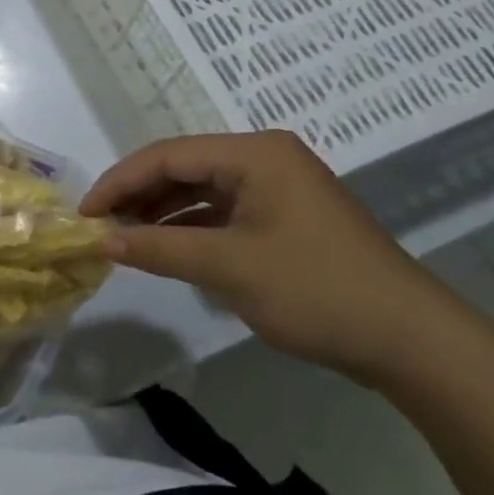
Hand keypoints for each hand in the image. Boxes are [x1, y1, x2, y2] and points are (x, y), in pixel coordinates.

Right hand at [80, 131, 471, 382]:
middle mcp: (264, 159)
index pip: (167, 155)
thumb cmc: (316, 290)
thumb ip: (159, 247)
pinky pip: (223, 212)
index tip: (84, 213)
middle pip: (183, 168)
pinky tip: (166, 248)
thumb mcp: (228, 267)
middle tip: (99, 227)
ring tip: (123, 238)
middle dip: (138, 196)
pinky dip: (190, 228)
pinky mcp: (284, 218)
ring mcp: (278, 188)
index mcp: (254, 154)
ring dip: (161, 213)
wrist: (409, 341)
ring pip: (201, 190)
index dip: (119, 181)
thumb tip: (101, 240)